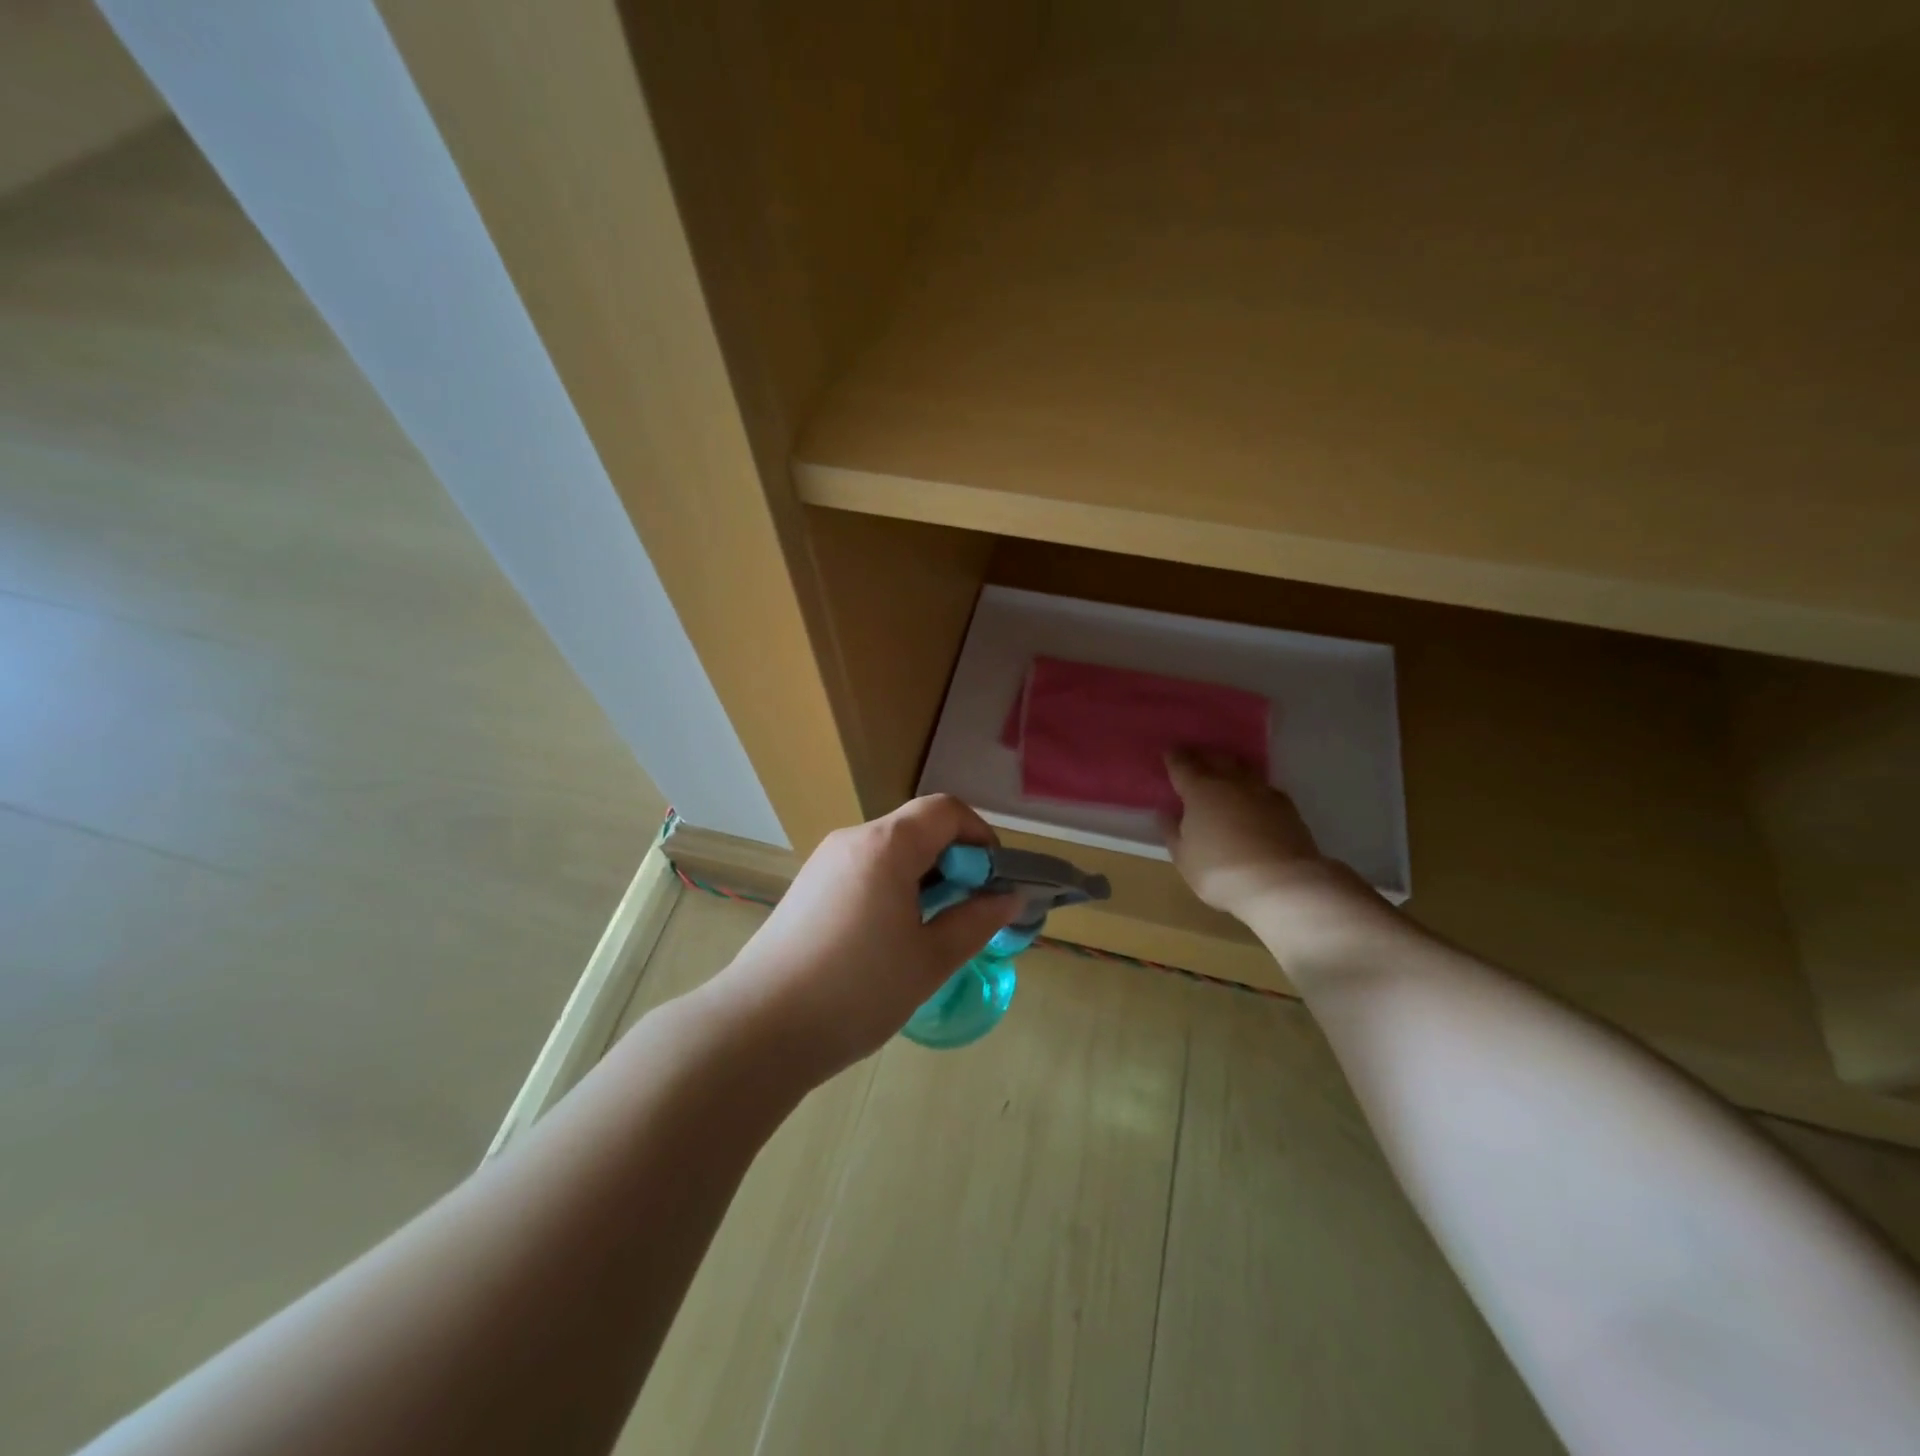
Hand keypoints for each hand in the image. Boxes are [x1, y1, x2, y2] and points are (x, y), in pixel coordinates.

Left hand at [712, 795, 1019, 1079]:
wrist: (758, 1028)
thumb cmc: (856, 991)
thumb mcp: (930, 960)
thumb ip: (976, 922)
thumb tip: (1008, 898)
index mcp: (886, 845)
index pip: (946, 810)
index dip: (981, 836)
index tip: (994, 881)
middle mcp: (852, 840)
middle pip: (918, 828)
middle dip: (955, 861)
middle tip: (970, 912)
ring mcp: (825, 862)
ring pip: (891, 851)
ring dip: (924, 877)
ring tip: (933, 931)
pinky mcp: (808, 888)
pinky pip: (864, 870)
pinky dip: (893, 888)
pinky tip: (891, 938)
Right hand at [1161, 751, 1351, 918]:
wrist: (1283, 885)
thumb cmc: (1221, 872)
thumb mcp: (1184, 858)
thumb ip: (1172, 832)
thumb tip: (1166, 813)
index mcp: (1200, 790)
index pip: (1182, 765)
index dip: (1174, 758)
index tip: (1169, 754)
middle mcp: (1231, 783)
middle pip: (1215, 759)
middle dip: (1203, 757)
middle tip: (1195, 761)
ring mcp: (1262, 792)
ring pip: (1243, 769)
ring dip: (1231, 769)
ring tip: (1224, 776)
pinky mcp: (1287, 807)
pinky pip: (1263, 788)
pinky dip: (1253, 789)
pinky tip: (1252, 800)